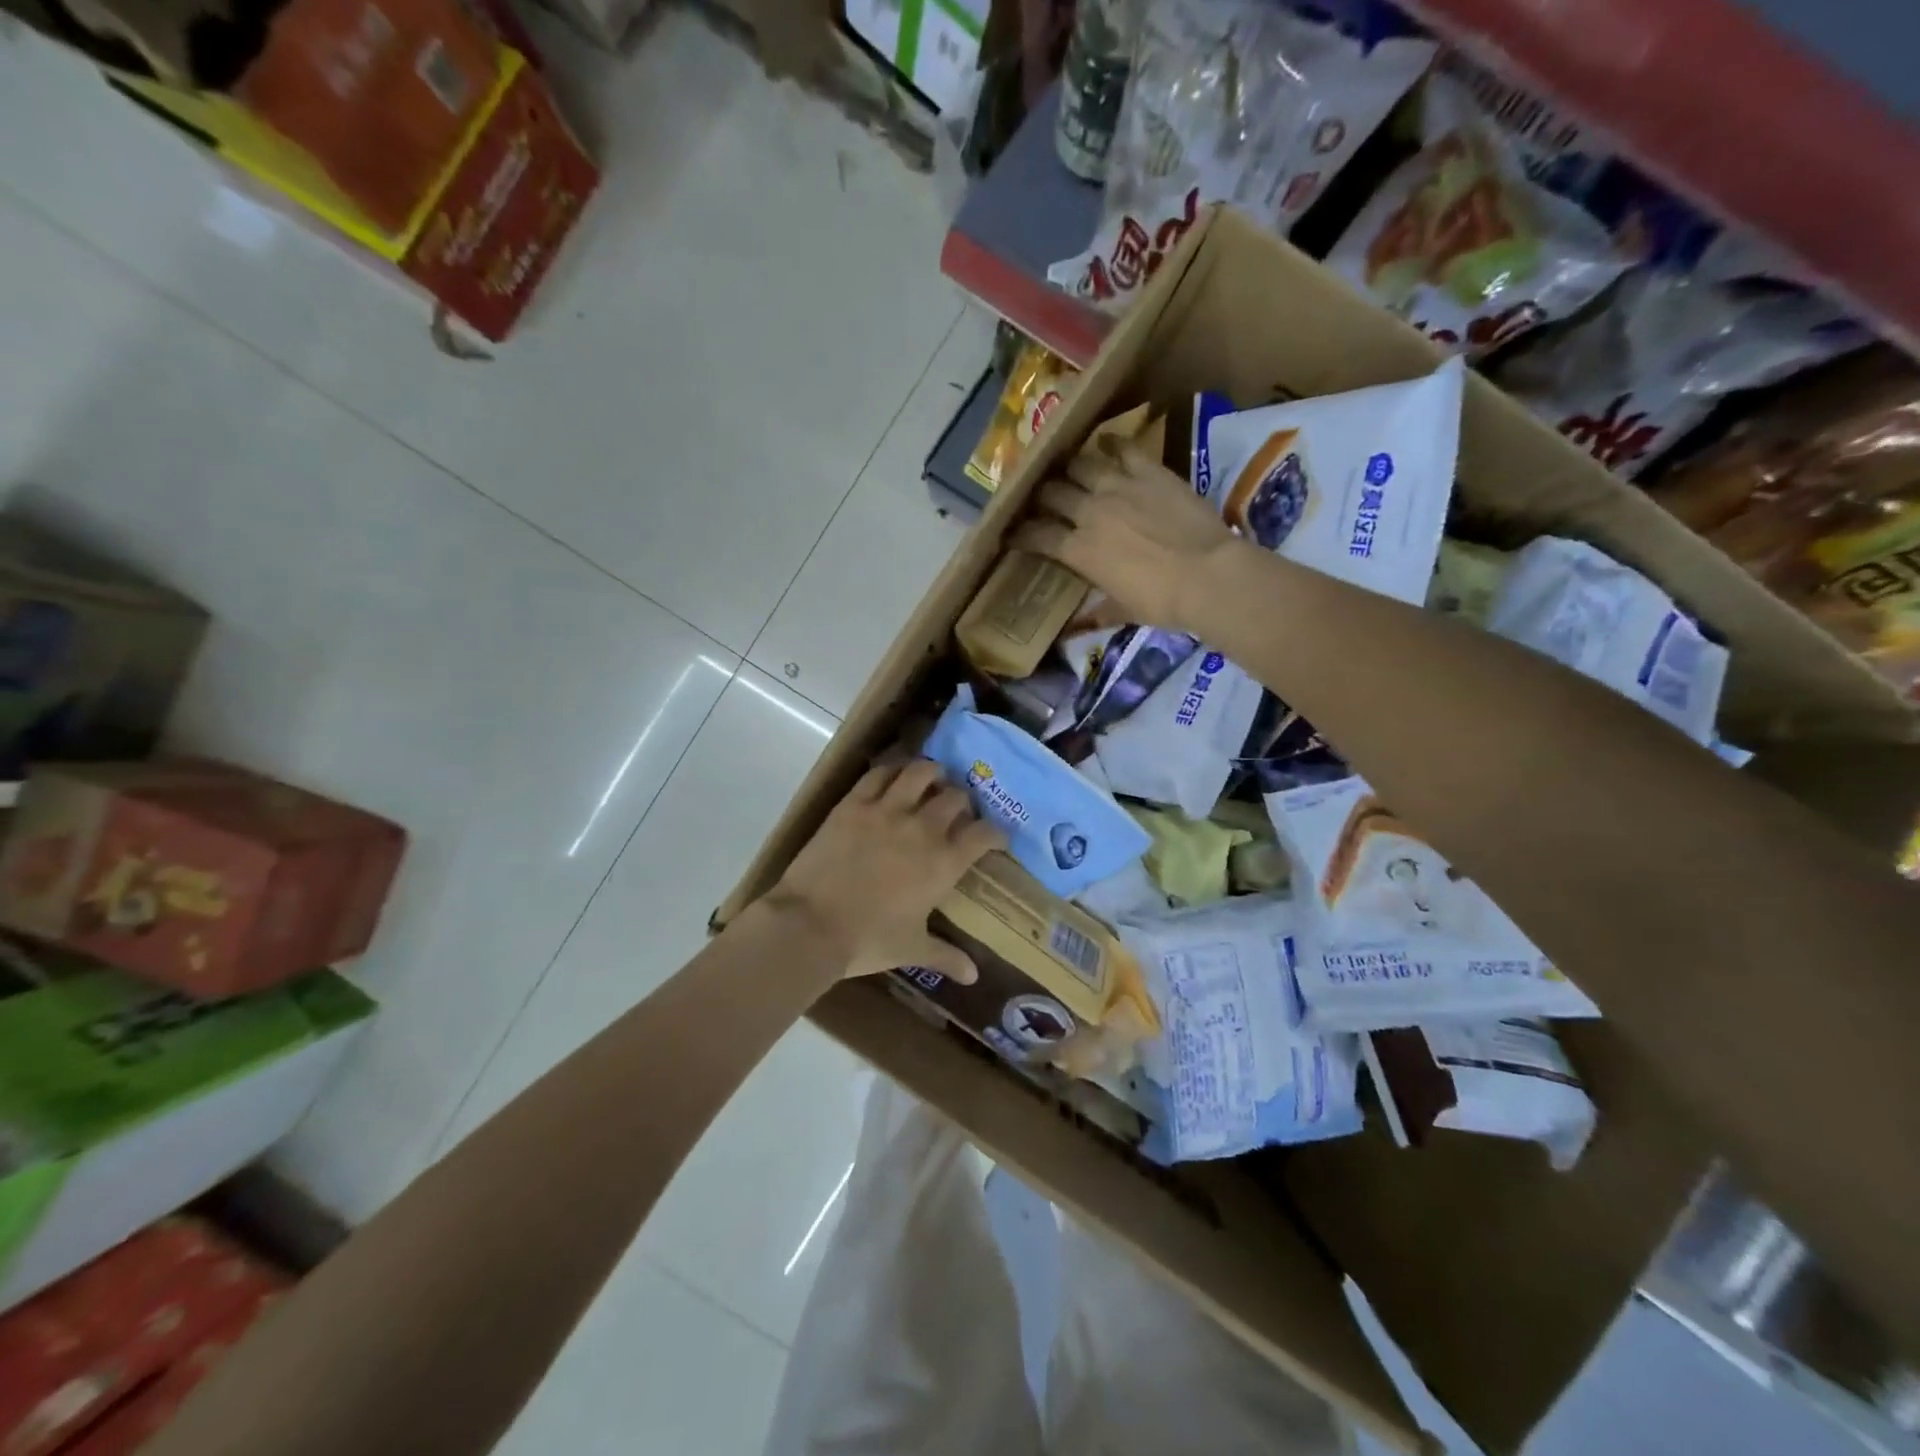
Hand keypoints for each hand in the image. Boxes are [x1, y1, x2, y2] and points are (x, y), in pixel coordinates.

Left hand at [763, 760, 1004, 982]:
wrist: (811, 925)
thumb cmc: (867, 941)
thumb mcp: (912, 948)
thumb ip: (946, 956)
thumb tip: (973, 976)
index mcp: (944, 863)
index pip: (984, 834)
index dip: (995, 833)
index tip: (994, 839)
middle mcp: (923, 828)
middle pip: (956, 798)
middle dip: (963, 802)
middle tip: (957, 811)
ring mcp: (887, 810)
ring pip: (920, 773)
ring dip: (932, 773)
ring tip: (932, 778)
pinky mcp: (854, 803)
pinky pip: (879, 774)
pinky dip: (891, 770)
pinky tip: (893, 776)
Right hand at [1012, 438, 1235, 635]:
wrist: (1208, 575)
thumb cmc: (1162, 602)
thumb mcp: (1124, 611)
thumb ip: (1098, 611)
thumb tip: (1078, 626)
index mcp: (1079, 551)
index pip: (1037, 536)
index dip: (1021, 534)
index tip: (1013, 534)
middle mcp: (1090, 513)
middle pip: (1052, 494)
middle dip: (1041, 497)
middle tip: (1042, 500)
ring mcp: (1119, 487)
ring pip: (1081, 465)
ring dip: (1070, 468)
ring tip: (1069, 470)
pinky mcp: (1150, 472)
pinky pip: (1124, 449)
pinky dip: (1112, 445)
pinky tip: (1107, 443)